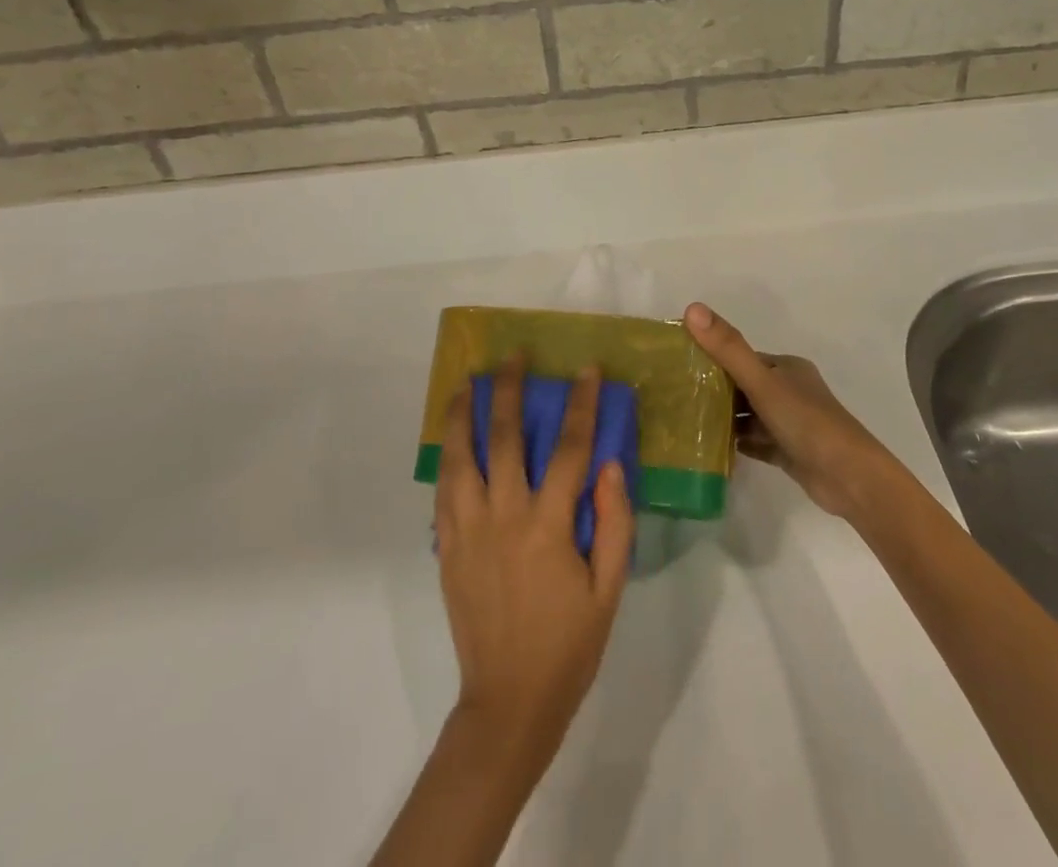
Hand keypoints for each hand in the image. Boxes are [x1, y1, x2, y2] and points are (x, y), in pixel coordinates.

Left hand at [434, 356, 634, 768]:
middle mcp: (504, 516)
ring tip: (470, 381)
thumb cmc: (569, 645)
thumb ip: (614, 523)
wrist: (508, 700)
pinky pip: (443, 488)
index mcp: (548, 526)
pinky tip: (451, 435)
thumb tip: (609, 463)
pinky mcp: (447, 546)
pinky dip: (447, 453)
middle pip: (506, 437)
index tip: (587, 370)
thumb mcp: (609, 590)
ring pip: (461, 455)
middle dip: (511, 390)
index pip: (569, 449)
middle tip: (515, 356)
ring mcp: (468, 529)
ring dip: (465, 413)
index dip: (581, 405)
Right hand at [685, 302, 895, 518]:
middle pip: (744, 386)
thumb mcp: (762, 382)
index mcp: (786, 368)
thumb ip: (728, 349)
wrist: (849, 478)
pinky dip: (737, 443)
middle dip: (715, 390)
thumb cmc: (806, 421)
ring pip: (749, 415)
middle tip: (676, 397)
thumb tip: (692, 308)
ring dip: (724, 418)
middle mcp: (789, 390)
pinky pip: (756, 442)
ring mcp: (790, 423)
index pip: (742, 358)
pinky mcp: (789, 452)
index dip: (713, 358)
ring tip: (685, 422)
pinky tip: (710, 448)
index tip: (678, 365)